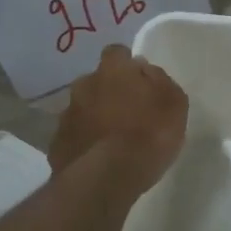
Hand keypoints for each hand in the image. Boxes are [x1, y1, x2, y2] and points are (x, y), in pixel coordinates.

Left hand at [48, 45, 187, 197]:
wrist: (107, 177)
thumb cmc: (149, 135)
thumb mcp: (174, 103)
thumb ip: (159, 80)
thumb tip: (144, 69)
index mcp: (113, 70)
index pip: (117, 52)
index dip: (127, 65)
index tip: (139, 81)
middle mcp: (84, 85)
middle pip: (96, 81)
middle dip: (108, 92)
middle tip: (127, 113)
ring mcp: (66, 115)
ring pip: (82, 109)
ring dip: (94, 118)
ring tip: (112, 140)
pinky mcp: (57, 144)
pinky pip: (73, 136)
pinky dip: (84, 142)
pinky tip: (98, 159)